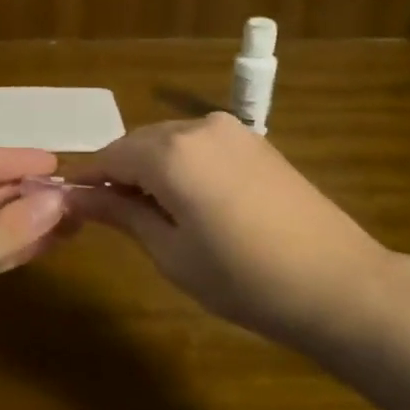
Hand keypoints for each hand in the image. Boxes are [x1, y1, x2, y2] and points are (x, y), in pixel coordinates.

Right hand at [72, 113, 393, 345]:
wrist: (338, 282)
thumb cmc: (243, 278)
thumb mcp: (170, 252)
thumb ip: (121, 213)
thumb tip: (76, 196)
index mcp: (170, 153)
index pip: (109, 155)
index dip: (88, 181)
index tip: (72, 207)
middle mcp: (197, 127)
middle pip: (138, 143)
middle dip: (120, 173)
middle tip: (113, 218)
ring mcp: (231, 130)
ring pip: (169, 142)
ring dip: (151, 169)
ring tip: (155, 215)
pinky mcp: (256, 141)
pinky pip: (200, 145)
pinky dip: (183, 165)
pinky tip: (193, 202)